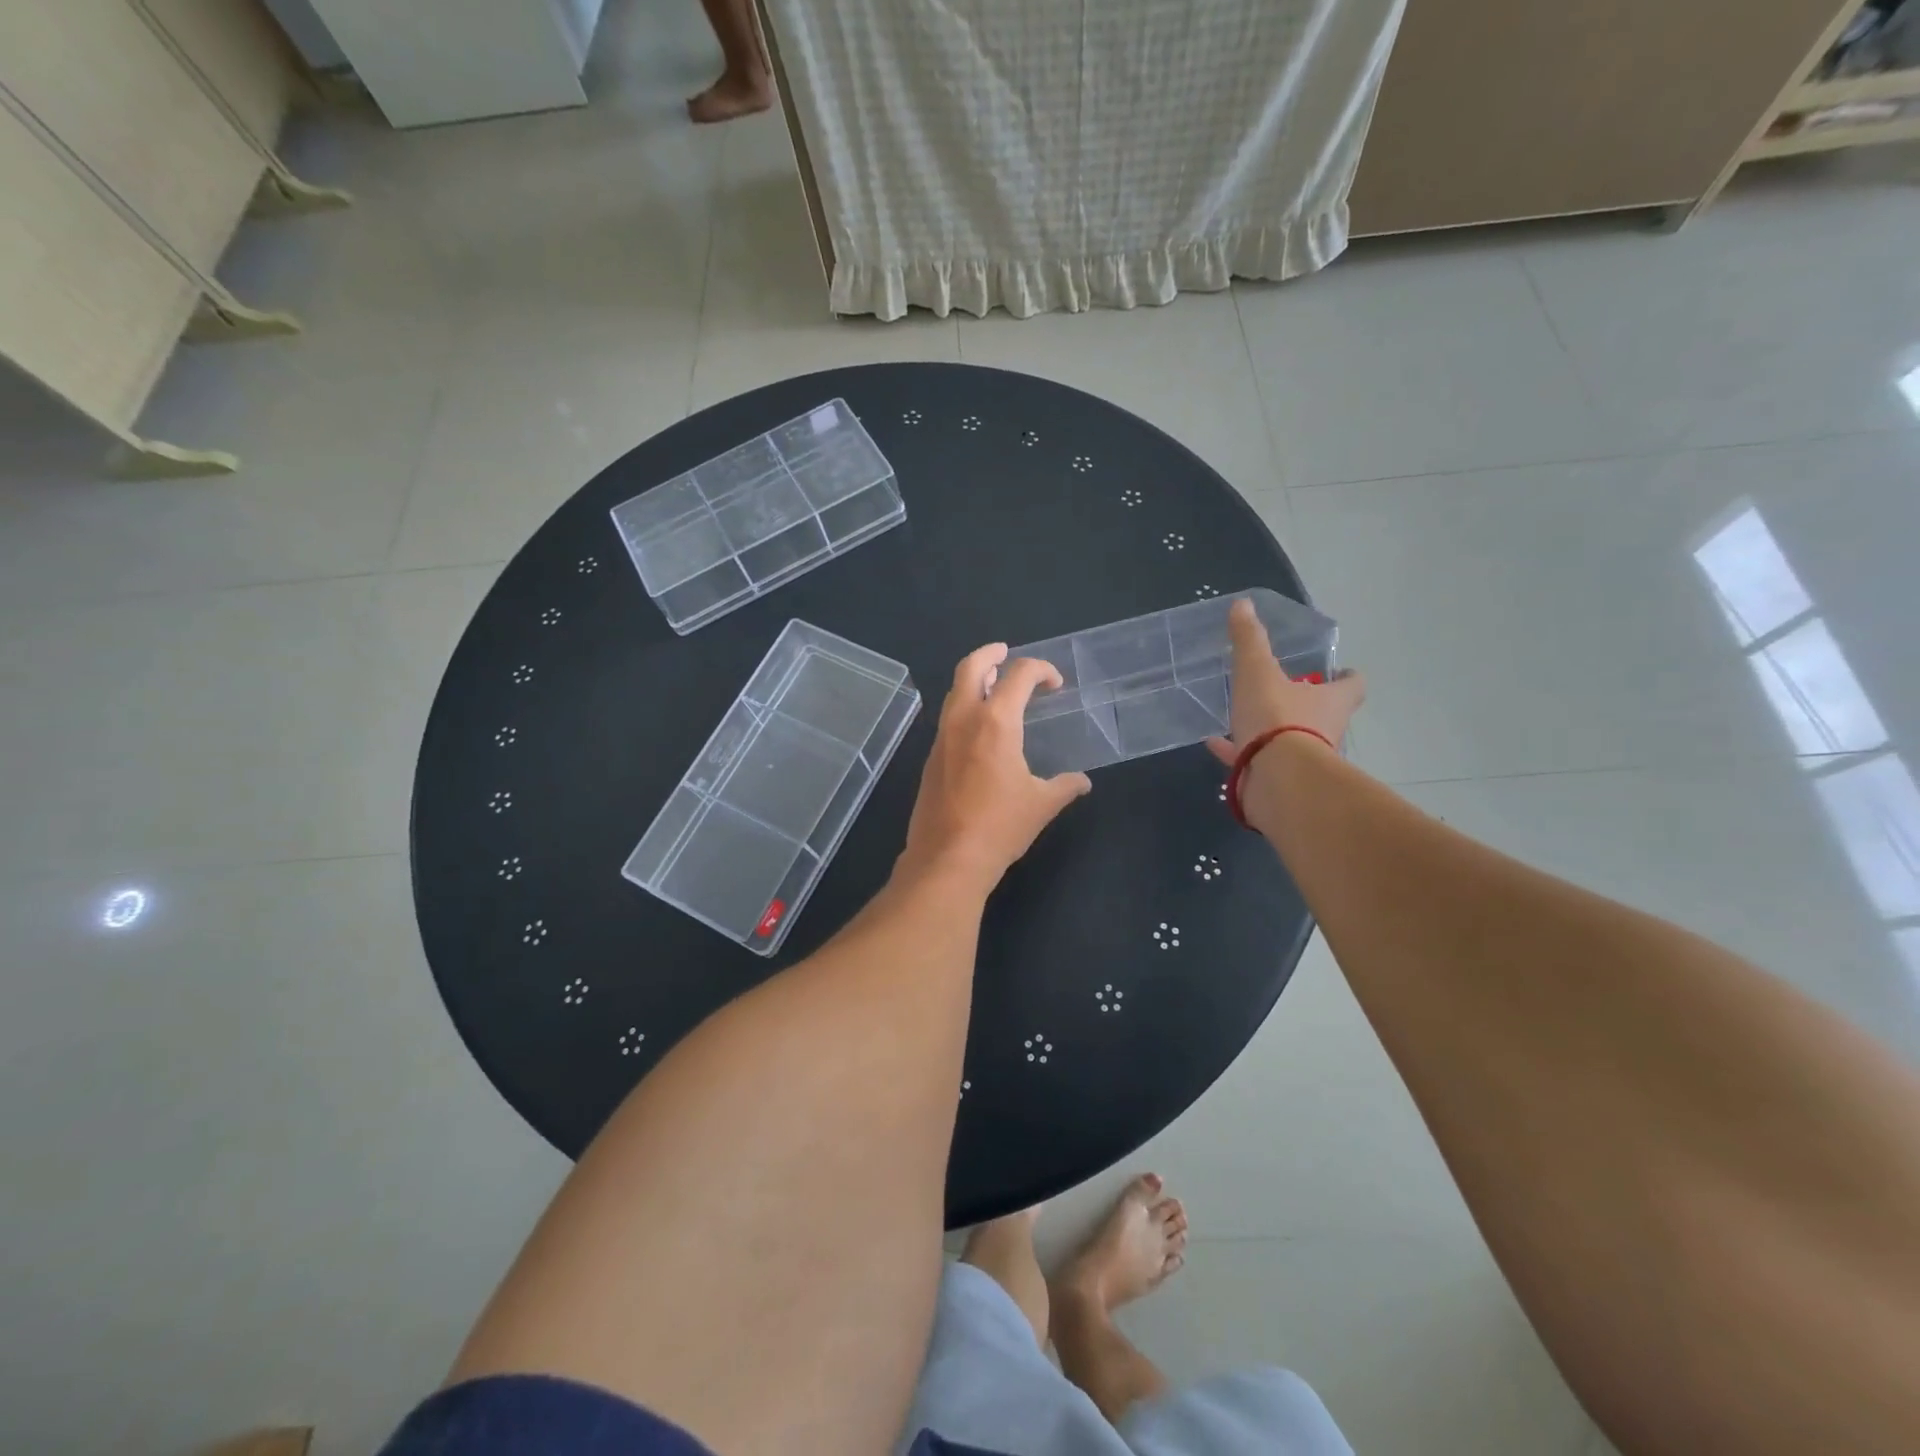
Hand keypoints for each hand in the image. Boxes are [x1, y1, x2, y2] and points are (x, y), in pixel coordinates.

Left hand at [899, 644, 1092, 893]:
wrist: (947, 858)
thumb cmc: (999, 827)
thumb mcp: (1042, 805)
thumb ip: (1065, 786)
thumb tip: (1082, 782)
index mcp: (996, 722)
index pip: (1019, 675)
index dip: (1041, 669)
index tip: (1055, 683)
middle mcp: (964, 719)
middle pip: (970, 667)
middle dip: (991, 653)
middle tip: (1006, 653)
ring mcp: (942, 737)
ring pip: (954, 691)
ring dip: (974, 680)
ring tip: (994, 686)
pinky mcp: (931, 757)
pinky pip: (948, 718)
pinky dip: (964, 707)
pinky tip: (980, 729)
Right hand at [1205, 597, 1364, 767]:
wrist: (1276, 780)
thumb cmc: (1277, 718)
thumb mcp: (1258, 671)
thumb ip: (1250, 639)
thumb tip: (1243, 604)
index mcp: (1331, 701)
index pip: (1352, 685)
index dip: (1346, 677)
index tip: (1340, 672)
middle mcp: (1326, 731)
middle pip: (1323, 714)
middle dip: (1306, 704)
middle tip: (1286, 691)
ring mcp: (1304, 761)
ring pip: (1291, 741)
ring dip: (1272, 731)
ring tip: (1244, 718)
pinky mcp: (1280, 782)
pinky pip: (1257, 762)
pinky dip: (1239, 752)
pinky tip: (1215, 744)